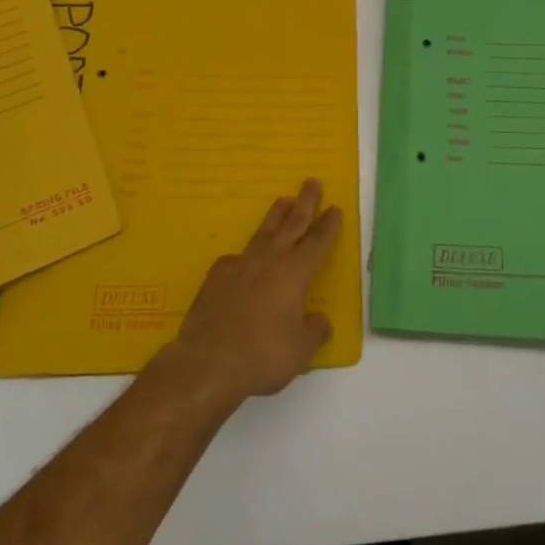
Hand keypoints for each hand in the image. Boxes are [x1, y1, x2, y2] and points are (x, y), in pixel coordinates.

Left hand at [161, 179, 339, 409]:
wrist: (209, 362)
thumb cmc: (262, 356)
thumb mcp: (301, 352)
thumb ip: (314, 331)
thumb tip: (319, 321)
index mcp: (296, 274)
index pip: (318, 242)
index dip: (328, 225)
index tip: (335, 208)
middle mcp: (270, 260)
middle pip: (293, 224)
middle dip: (306, 203)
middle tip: (312, 182)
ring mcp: (241, 264)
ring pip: (264, 231)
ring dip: (277, 215)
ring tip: (284, 200)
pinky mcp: (217, 275)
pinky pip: (237, 257)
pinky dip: (246, 254)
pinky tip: (244, 260)